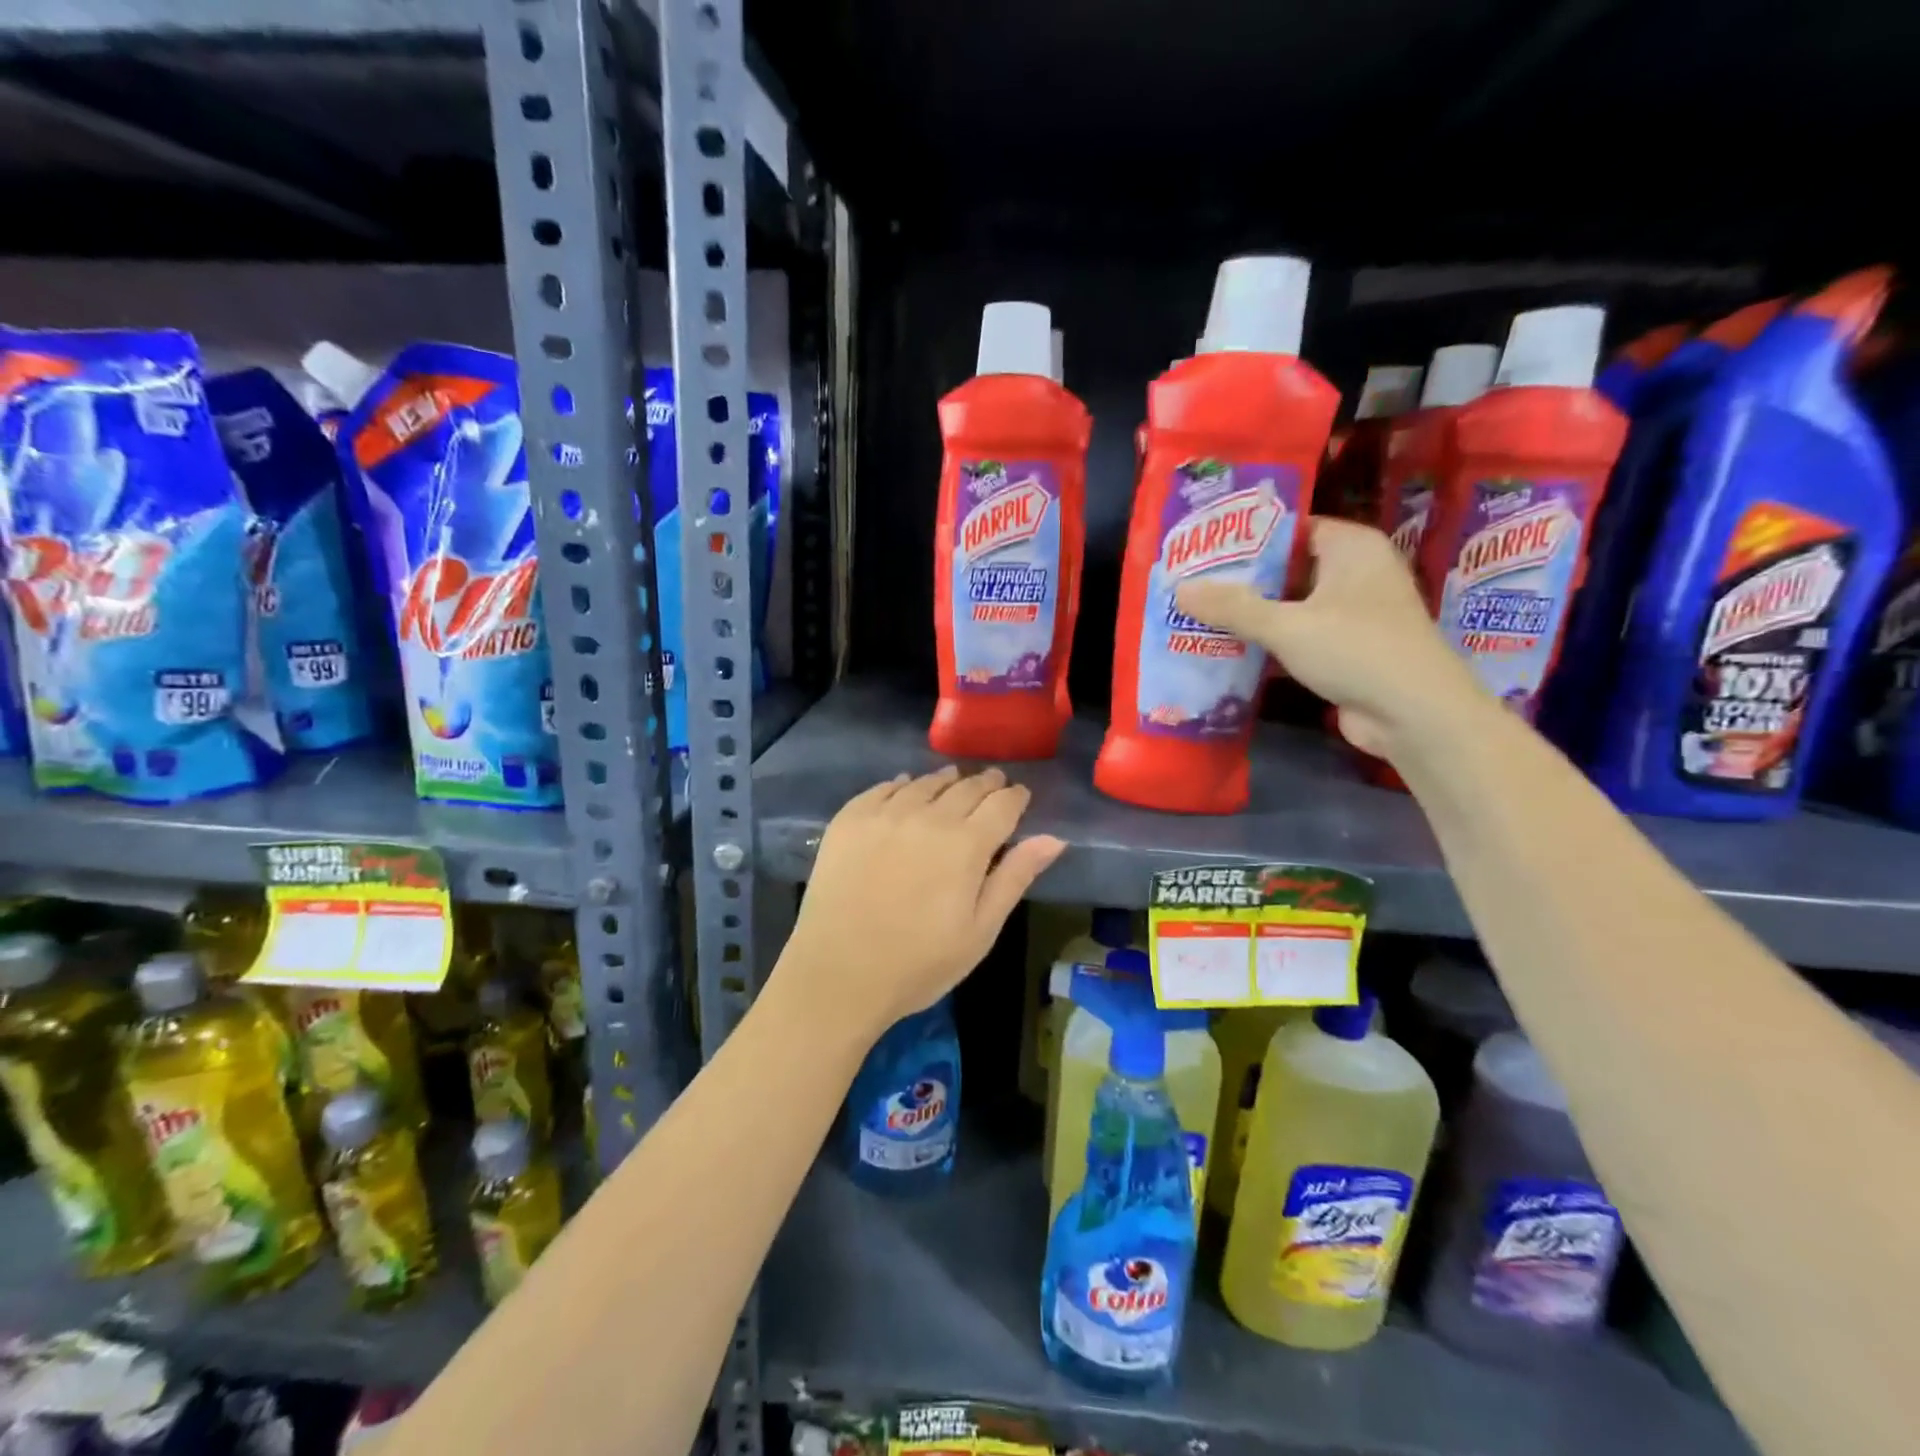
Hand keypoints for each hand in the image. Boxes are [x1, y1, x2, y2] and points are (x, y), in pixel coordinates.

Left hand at [773, 767, 1065, 1045]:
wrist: (838, 974)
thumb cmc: (919, 963)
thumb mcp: (980, 930)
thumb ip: (1015, 877)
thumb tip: (1053, 838)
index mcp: (966, 844)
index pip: (1002, 804)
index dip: (1015, 797)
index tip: (1020, 796)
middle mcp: (928, 816)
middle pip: (965, 786)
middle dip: (985, 783)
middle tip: (993, 783)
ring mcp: (885, 814)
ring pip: (925, 782)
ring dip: (946, 779)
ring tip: (954, 780)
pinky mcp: (849, 820)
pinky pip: (883, 788)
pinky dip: (902, 785)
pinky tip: (905, 788)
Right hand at [1176, 517, 1485, 760]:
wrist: (1416, 715)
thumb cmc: (1357, 651)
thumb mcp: (1287, 625)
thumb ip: (1232, 607)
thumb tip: (1179, 589)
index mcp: (1351, 547)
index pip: (1290, 528)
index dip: (1246, 537)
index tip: (1202, 547)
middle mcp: (1354, 572)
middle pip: (1287, 567)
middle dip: (1241, 579)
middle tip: (1189, 582)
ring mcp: (1351, 613)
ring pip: (1289, 604)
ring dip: (1250, 613)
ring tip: (1196, 613)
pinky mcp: (1344, 648)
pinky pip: (1296, 634)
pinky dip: (1267, 640)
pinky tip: (1225, 646)